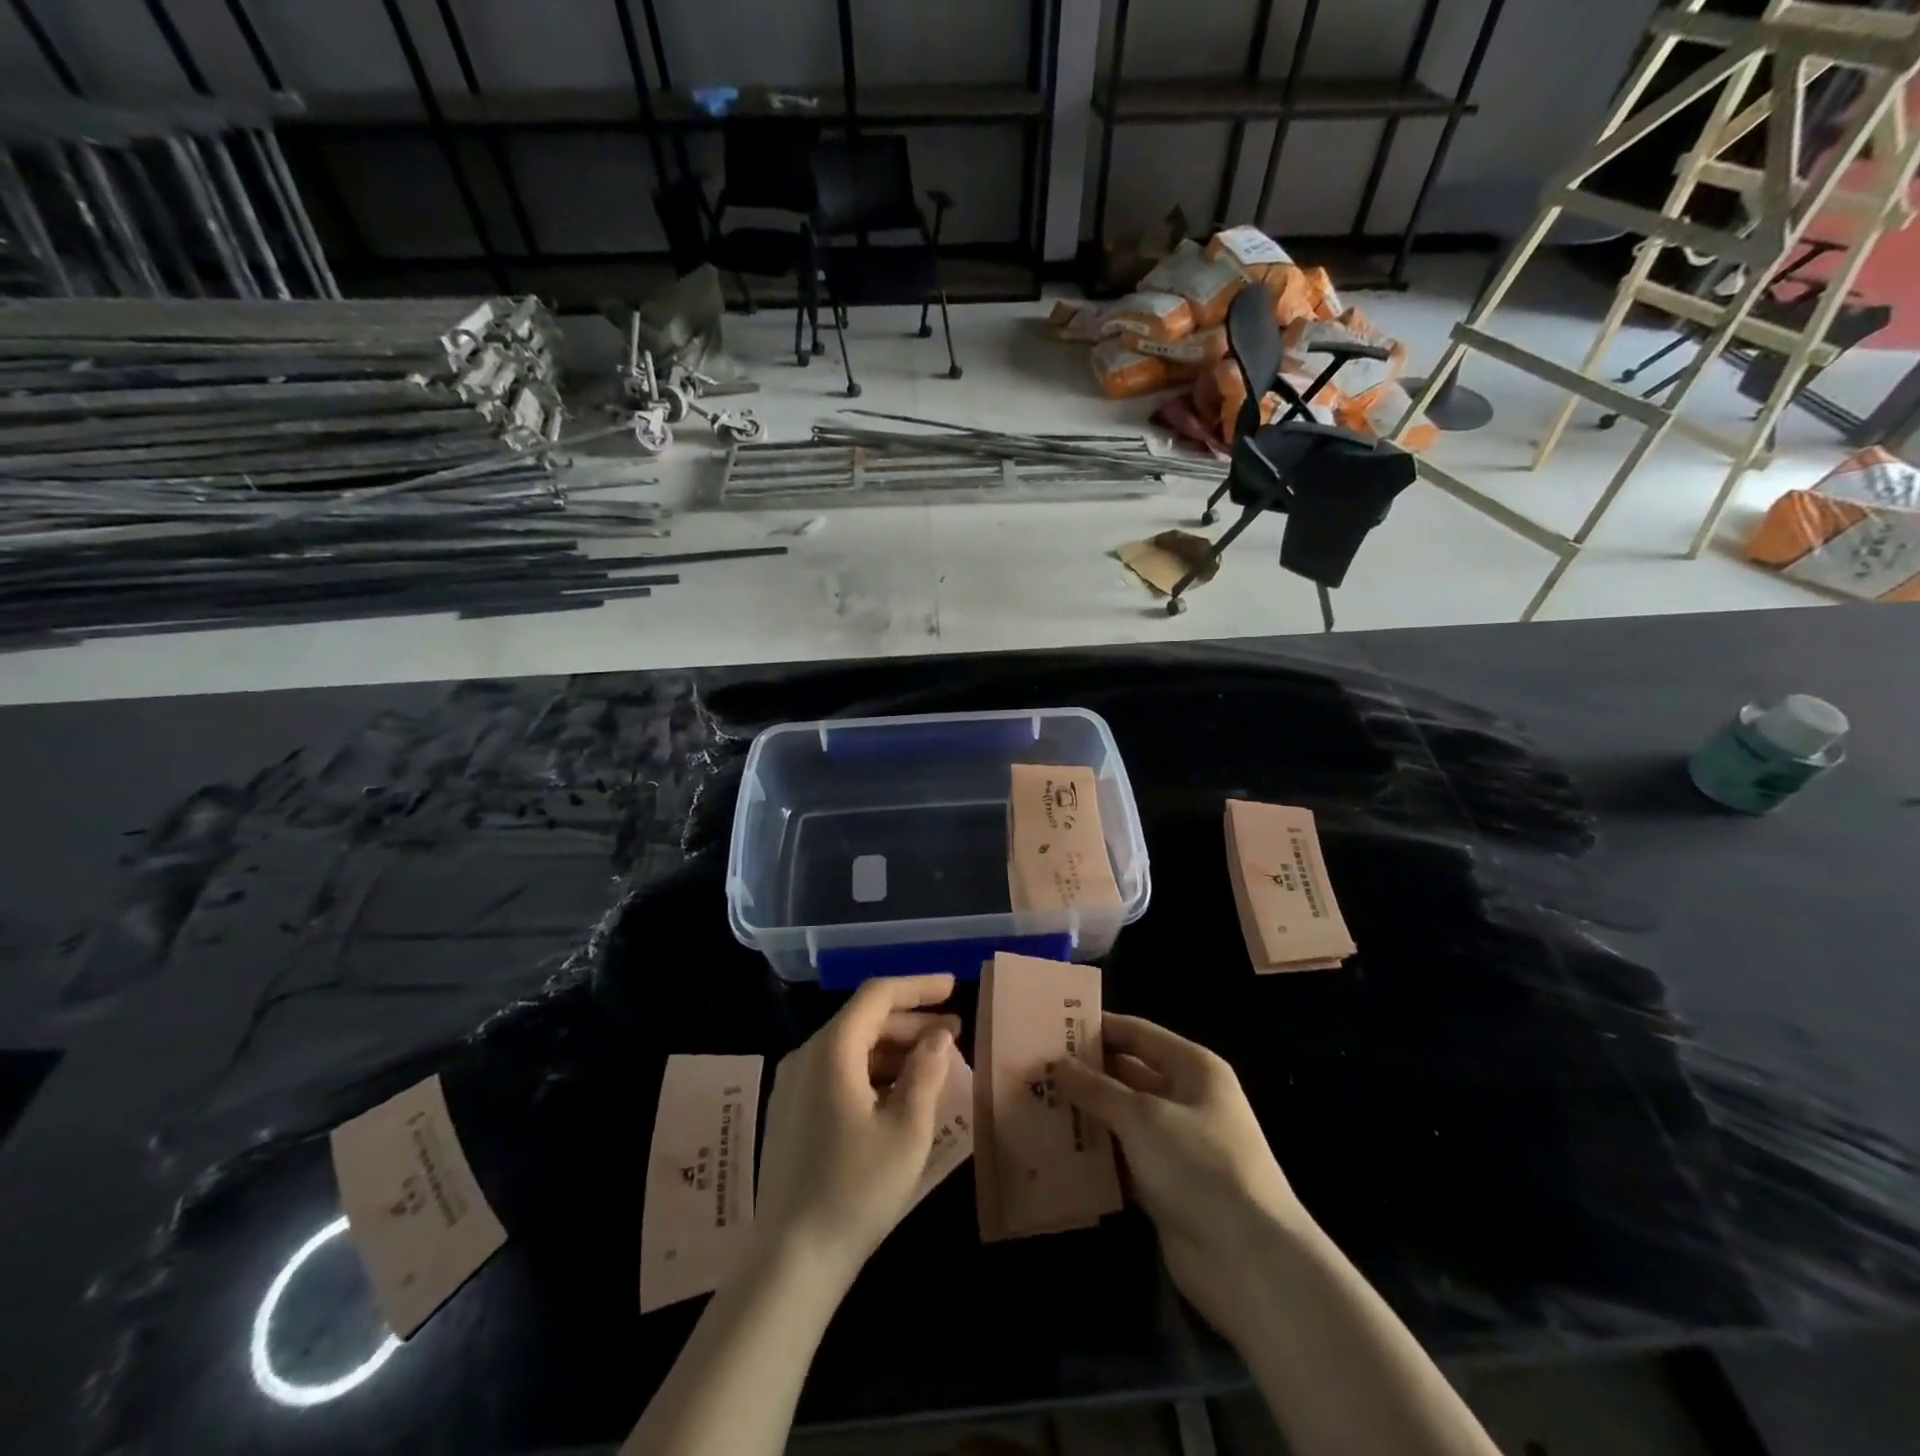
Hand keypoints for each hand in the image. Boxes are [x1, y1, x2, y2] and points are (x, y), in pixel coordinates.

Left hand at [753, 974, 960, 1285]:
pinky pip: (838, 1072)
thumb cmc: (857, 1188)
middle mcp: (807, 1056)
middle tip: (954, 1032)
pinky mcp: (793, 1113)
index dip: (918, 987)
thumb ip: (926, 1072)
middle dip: (911, 1020)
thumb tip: (938, 1035)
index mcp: (832, 1049)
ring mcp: (794, 1085)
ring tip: (935, 1062)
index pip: (878, 995)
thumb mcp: (907, 1129)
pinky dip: (873, 1071)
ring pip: (851, 1047)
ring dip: (894, 1048)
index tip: (954, 988)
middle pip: (864, 1019)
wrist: (791, 1261)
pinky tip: (901, 1093)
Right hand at [1054, 1015, 1312, 1340]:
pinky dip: (1097, 1156)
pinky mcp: (1167, 1187)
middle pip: (1128, 1075)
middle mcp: (1186, 1100)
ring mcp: (1177, 1146)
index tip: (1051, 1026)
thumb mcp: (1142, 1117)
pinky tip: (1056, 1152)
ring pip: (1122, 1119)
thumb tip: (1058, 1063)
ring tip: (1034, 1106)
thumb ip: (1096, 1088)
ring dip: (1086, 1116)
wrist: (1250, 1263)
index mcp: (1192, 1068)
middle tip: (1034, 1069)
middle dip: (1085, 1074)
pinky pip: (1124, 1160)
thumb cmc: (1199, 1166)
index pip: (1137, 1033)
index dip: (1096, 1028)